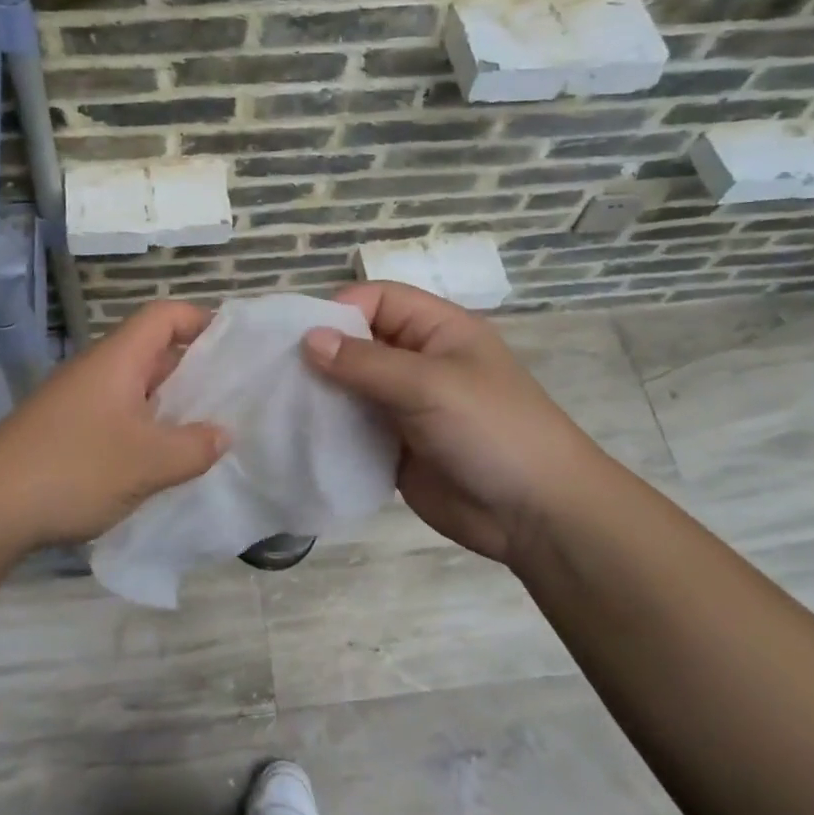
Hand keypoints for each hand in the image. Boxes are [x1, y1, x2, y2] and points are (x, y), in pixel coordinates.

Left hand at [0, 302, 227, 551]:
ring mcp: (76, 402)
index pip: (164, 316)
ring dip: (169, 405)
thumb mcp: (148, 462)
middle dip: (193, 369)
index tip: (235, 346)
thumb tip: (223, 434)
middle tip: (232, 396)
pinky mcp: (64, 432)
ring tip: (205, 432)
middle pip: (152, 351)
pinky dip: (144, 429)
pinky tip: (160, 462)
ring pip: (134, 389)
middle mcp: (96, 371)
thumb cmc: (74, 469)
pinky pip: (116, 417)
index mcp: (117, 359)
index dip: (200, 320)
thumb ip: (194, 447)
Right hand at [303, 282, 603, 563]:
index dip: (340, 311)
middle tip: (277, 374)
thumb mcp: (430, 385)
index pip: (378, 300)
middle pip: (359, 342)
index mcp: (437, 330)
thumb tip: (307, 339)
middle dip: (322, 354)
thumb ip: (365, 362)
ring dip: (321, 395)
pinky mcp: (395, 447)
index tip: (301, 339)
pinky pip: (353, 429)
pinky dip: (330, 431)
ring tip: (280, 406)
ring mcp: (405, 406)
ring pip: (351, 387)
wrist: (536, 515)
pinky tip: (301, 438)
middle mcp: (418, 362)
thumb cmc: (491, 431)